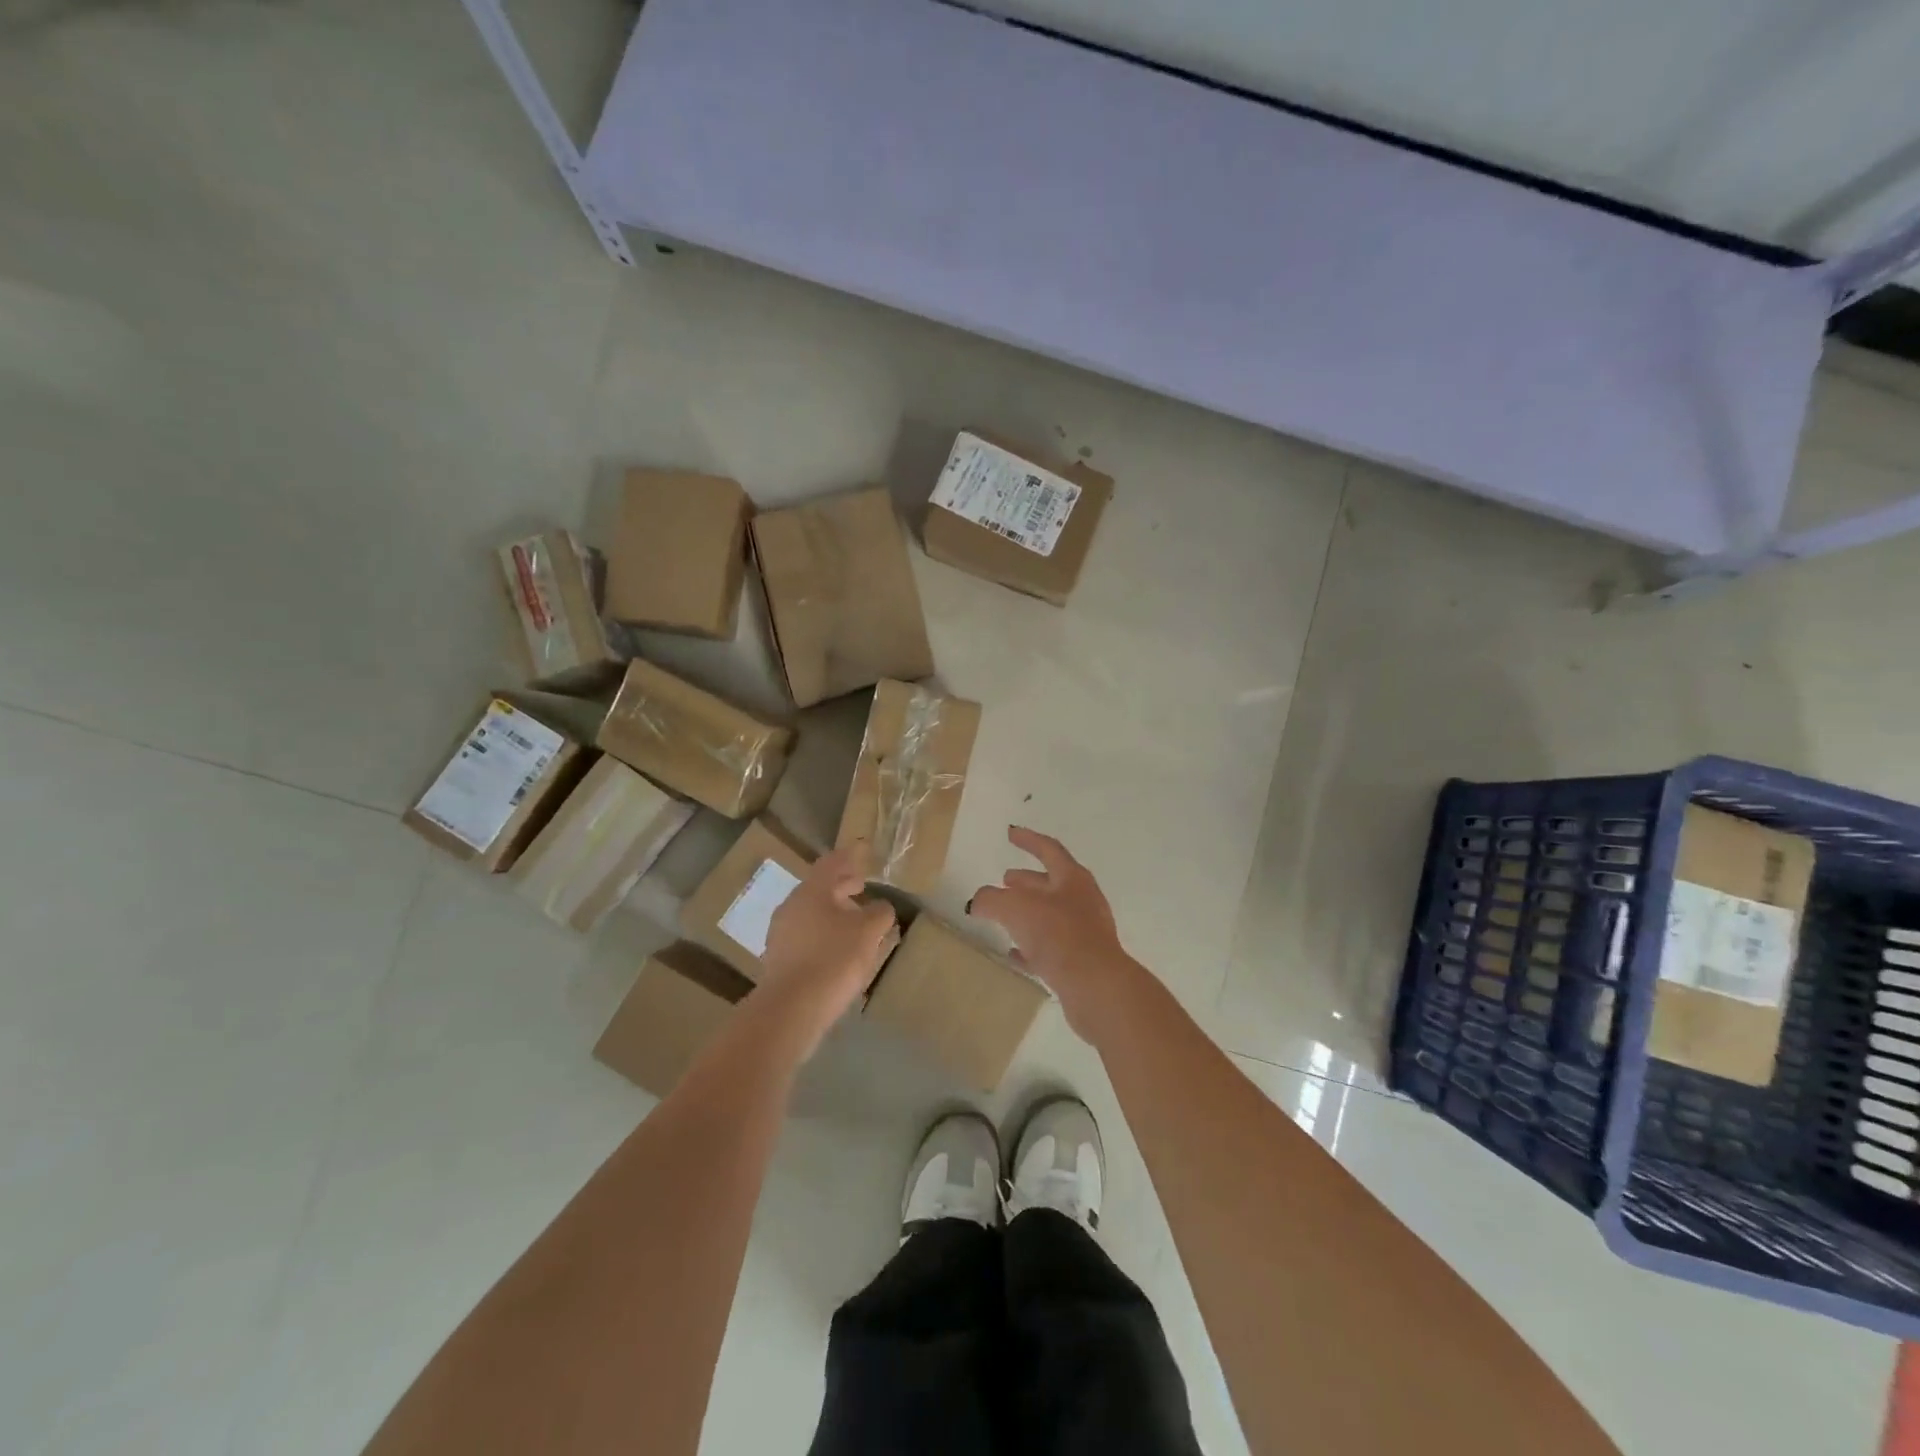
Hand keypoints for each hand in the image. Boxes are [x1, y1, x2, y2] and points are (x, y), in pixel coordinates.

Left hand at [759, 845, 896, 1049]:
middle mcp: (792, 905)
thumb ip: (880, 913)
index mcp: (812, 890)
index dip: (850, 855)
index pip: (832, 862)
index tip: (862, 849)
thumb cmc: (834, 959)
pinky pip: (805, 934)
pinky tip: (839, 948)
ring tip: (855, 920)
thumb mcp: (869, 933)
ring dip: (833, 910)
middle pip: (819, 887)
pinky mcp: (779, 958)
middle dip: (842, 885)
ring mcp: (781, 932)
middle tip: (862, 884)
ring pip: (812, 912)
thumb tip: (881, 906)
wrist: (791, 1009)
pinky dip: (824, 932)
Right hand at [968, 827, 1138, 1038]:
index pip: (1049, 850)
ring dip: (1028, 913)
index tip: (1010, 833)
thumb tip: (977, 902)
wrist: (1096, 986)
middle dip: (1027, 881)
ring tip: (1003, 917)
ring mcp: (1085, 932)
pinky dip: (1031, 946)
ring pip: (1051, 916)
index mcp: (1072, 878)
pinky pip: (1052, 948)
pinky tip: (1014, 954)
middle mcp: (1083, 900)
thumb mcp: (1014, 908)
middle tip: (1005, 880)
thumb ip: (990, 899)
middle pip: (1051, 884)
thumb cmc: (1058, 934)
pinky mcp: (1082, 962)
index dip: (1028, 840)